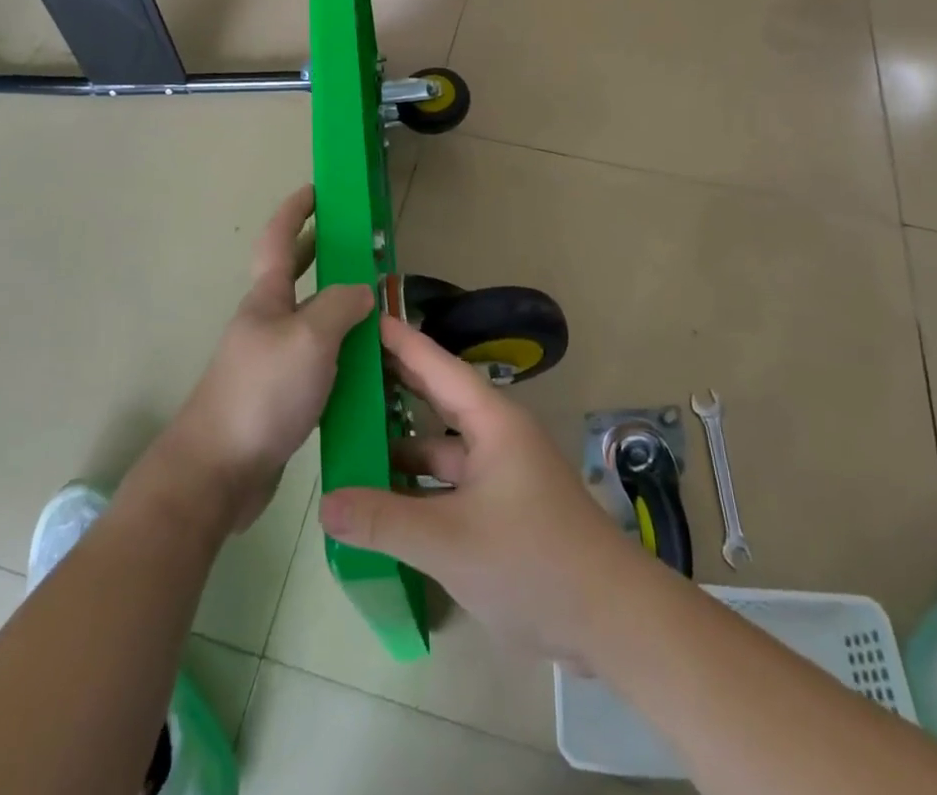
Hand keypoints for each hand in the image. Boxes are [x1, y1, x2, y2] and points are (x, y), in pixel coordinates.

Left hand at [165, 186, 371, 531]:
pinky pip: (316, 360)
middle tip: (354, 240)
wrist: (218, 472)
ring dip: (337, 306)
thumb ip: (341, 306)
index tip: (317, 188)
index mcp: (267, 299)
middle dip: (318, 252)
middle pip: (293, 275)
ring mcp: (270, 361)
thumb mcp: (310, 338)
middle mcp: (266, 323)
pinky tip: (366, 365)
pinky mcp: (279, 397)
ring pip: (309, 320)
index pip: (279, 239)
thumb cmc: (263, 392)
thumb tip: (362, 291)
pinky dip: (341, 351)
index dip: (296, 210)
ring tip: (376, 306)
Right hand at [319, 314, 636, 662]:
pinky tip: (380, 500)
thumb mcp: (449, 541)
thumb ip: (384, 521)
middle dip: (393, 385)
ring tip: (347, 439)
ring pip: (440, 448)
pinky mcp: (502, 509)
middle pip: (436, 399)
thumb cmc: (532, 561)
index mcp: (492, 420)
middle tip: (342, 369)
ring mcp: (500, 474)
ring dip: (399, 447)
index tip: (361, 315)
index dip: (398, 340)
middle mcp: (496, 436)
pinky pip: (448, 485)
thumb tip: (325, 503)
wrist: (611, 621)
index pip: (435, 365)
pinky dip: (417, 488)